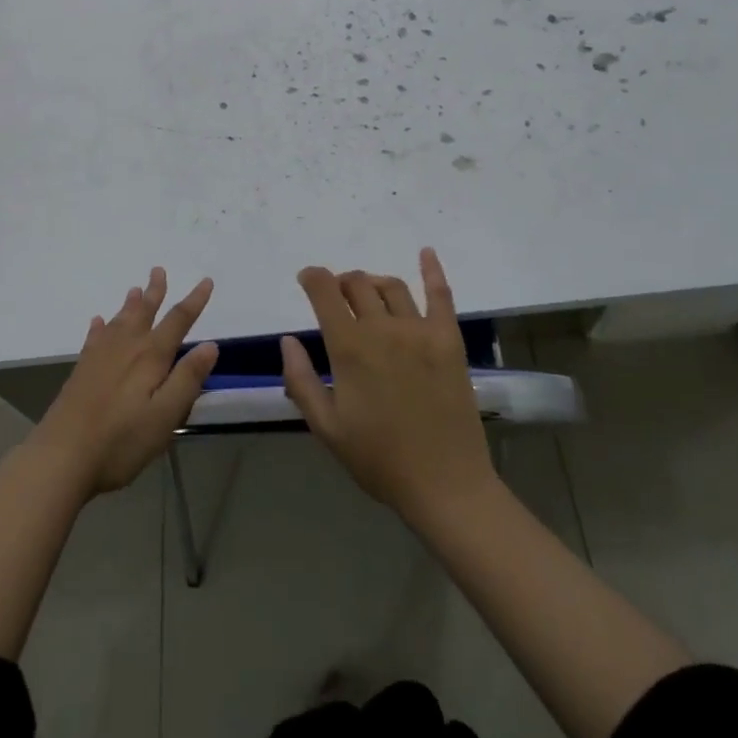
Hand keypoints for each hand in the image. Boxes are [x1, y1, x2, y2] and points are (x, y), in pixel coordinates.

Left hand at [31, 269, 219, 494]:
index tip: (206, 281)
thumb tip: (210, 344)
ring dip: (130, 304)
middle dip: (155, 291)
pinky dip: (99, 327)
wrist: (61, 456)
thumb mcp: (165, 415)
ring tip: (135, 289)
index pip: (178, 321)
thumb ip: (188, 379)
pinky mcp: (81, 371)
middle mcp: (126, 347)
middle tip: (158, 270)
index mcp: (150, 357)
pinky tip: (97, 322)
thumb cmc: (121, 441)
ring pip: (119, 320)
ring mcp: (99, 357)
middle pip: (144, 312)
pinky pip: (94, 338)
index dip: (194, 301)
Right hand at [281, 249, 496, 526]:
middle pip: (358, 284)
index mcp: (350, 347)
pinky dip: (432, 270)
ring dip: (373, 282)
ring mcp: (420, 330)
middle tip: (337, 296)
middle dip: (341, 282)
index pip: (325, 293)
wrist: (445, 485)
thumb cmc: (379, 459)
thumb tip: (287, 340)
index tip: (306, 279)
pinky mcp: (449, 339)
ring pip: (392, 286)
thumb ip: (301, 380)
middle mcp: (384, 328)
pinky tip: (426, 253)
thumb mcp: (326, 427)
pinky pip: (441, 295)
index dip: (312, 278)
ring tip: (367, 292)